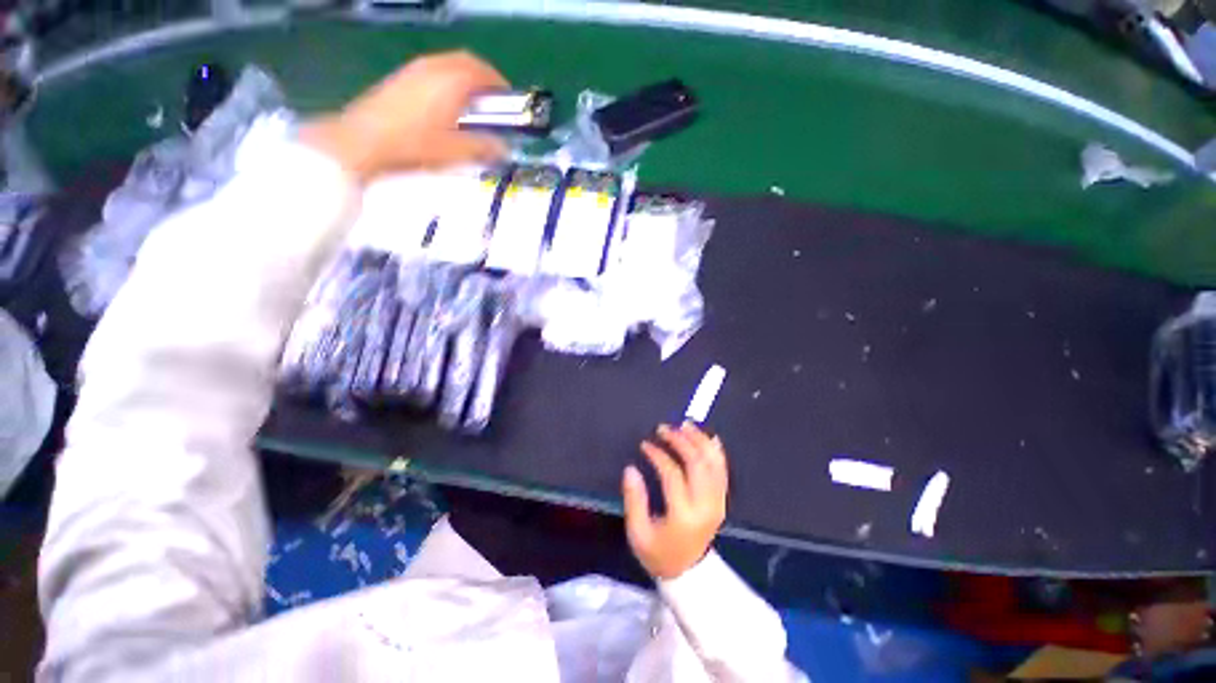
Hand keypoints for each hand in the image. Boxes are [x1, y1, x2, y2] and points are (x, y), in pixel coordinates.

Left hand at [300, 51, 508, 182]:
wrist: (363, 140)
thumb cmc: (414, 145)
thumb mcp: (455, 152)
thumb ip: (484, 148)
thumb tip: (505, 149)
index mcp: (452, 81)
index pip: (484, 72)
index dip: (501, 85)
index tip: (510, 102)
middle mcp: (434, 66)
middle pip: (466, 61)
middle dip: (484, 77)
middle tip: (493, 101)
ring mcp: (414, 69)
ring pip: (448, 63)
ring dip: (465, 78)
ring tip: (471, 104)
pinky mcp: (401, 77)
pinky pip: (433, 69)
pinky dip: (448, 80)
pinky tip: (446, 104)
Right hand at [623, 422, 727, 579]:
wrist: (688, 572)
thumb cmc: (659, 553)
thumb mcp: (638, 533)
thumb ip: (634, 500)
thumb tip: (630, 469)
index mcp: (683, 516)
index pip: (672, 474)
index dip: (658, 455)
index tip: (645, 444)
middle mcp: (705, 506)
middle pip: (697, 463)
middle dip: (681, 441)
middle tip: (664, 428)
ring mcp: (718, 502)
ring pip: (713, 463)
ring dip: (700, 440)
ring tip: (685, 425)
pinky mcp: (722, 500)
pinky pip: (723, 471)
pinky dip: (717, 452)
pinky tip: (710, 437)